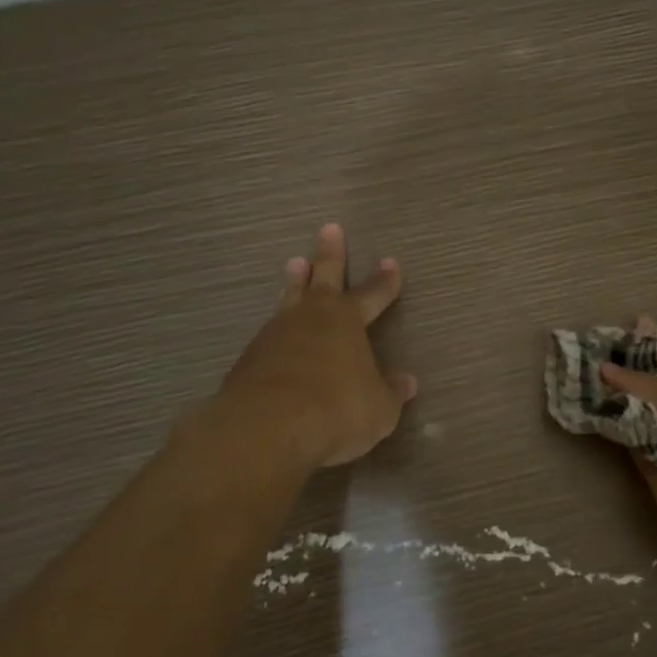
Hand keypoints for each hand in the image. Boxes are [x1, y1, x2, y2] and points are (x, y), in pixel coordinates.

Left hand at [210, 223, 417, 468]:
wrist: (266, 428)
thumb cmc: (336, 410)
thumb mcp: (379, 409)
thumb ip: (390, 392)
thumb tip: (406, 382)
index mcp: (347, 321)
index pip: (372, 294)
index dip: (384, 281)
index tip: (392, 263)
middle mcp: (311, 318)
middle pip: (323, 276)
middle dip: (330, 254)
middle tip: (330, 228)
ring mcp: (275, 334)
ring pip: (289, 298)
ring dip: (295, 281)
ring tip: (295, 263)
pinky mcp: (249, 358)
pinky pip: (270, 331)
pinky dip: (278, 326)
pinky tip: (277, 332)